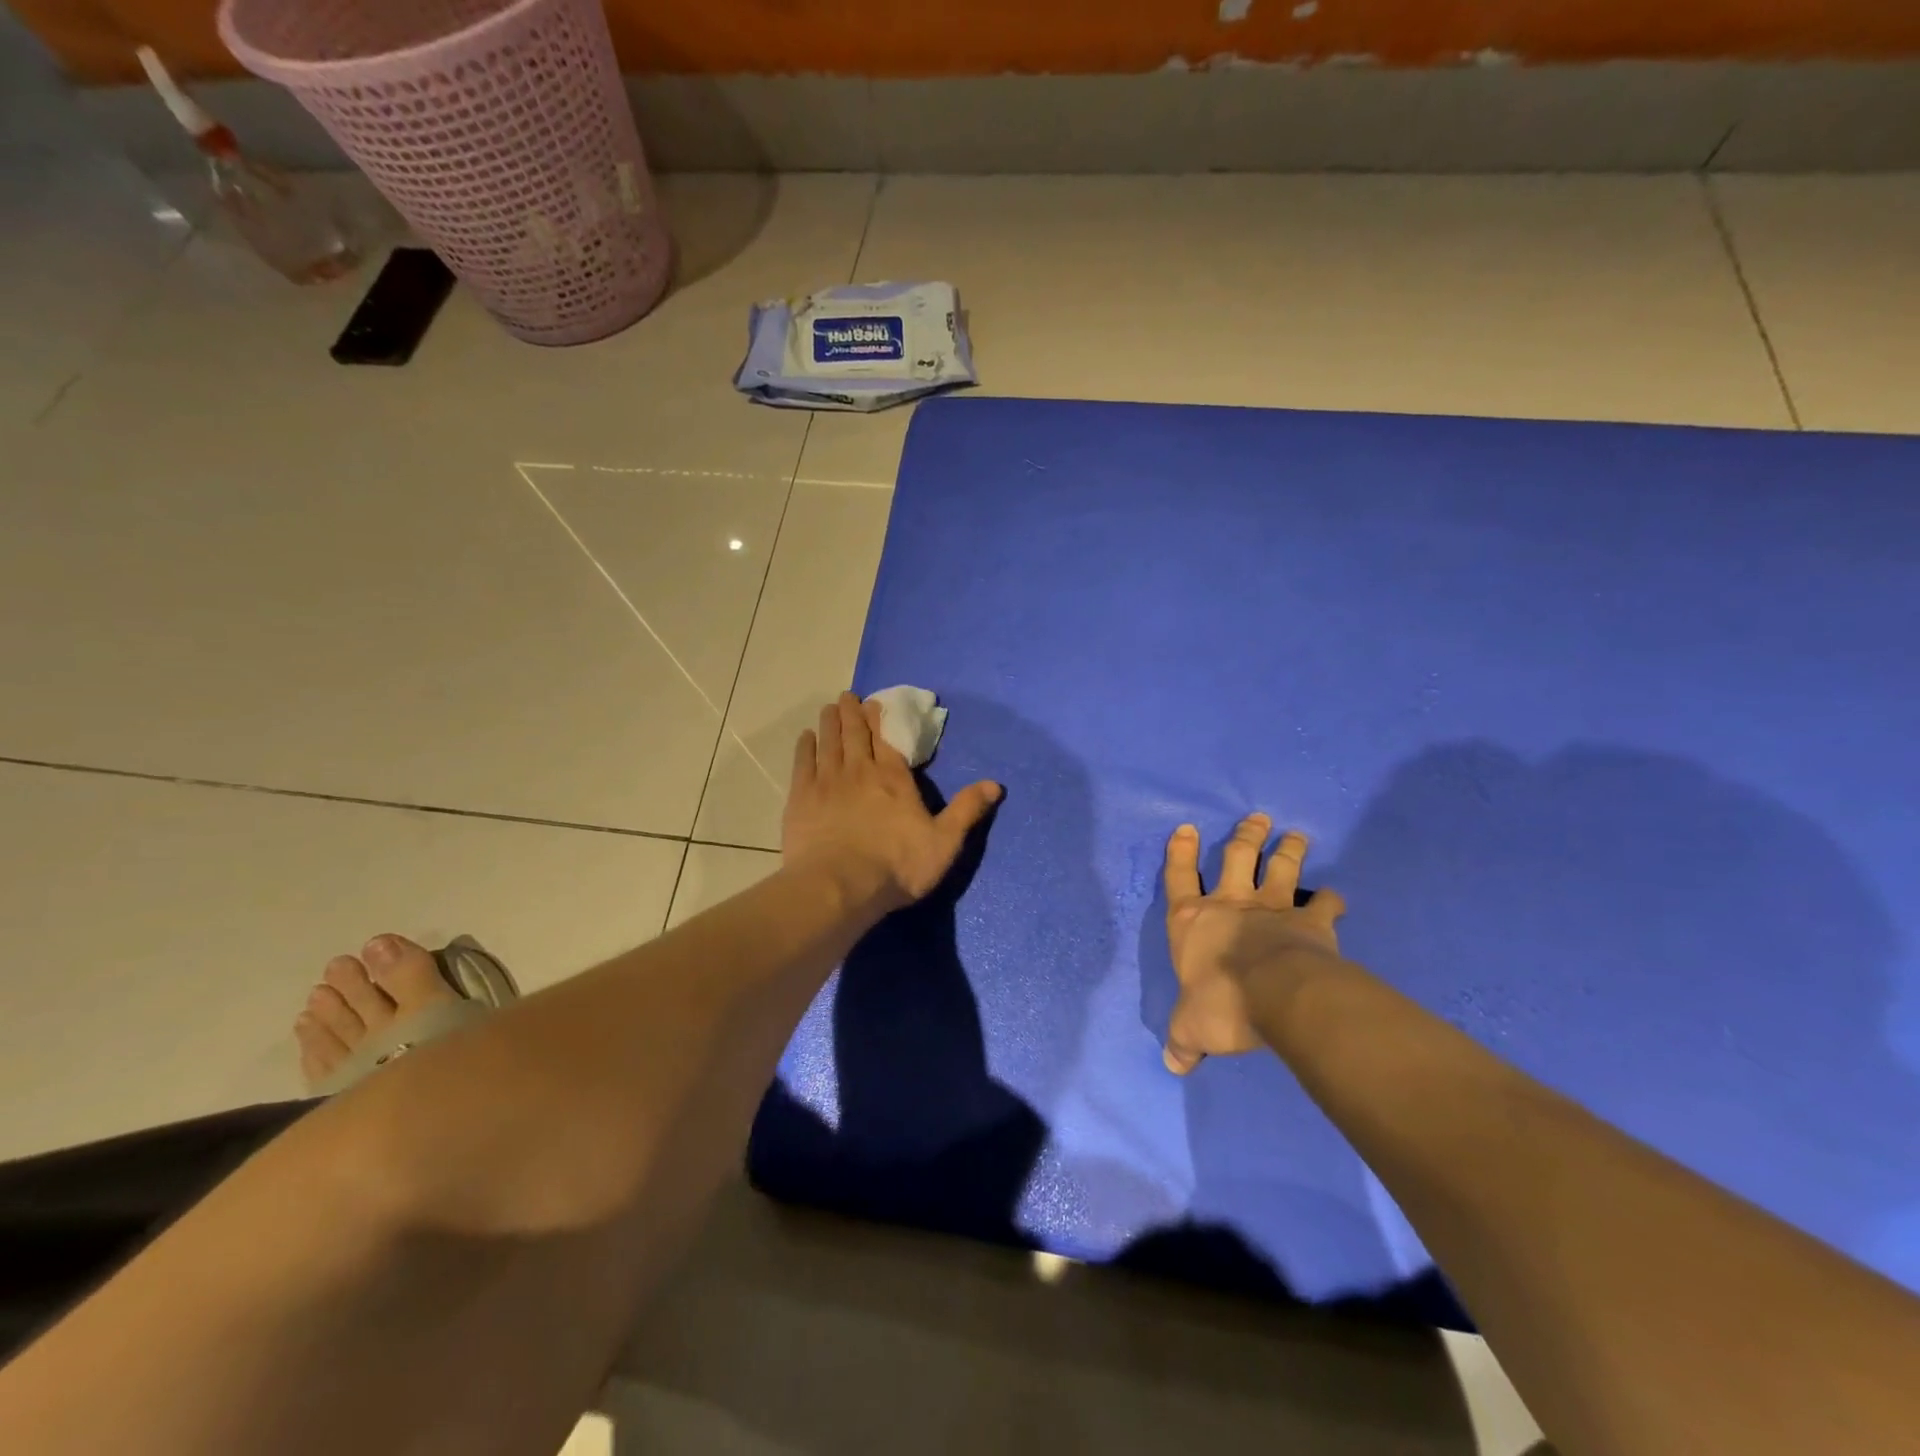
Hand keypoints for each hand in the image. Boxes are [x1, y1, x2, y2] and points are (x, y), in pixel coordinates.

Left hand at [784, 693, 1002, 911]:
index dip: (880, 718)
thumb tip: (995, 784)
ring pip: (828, 742)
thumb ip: (966, 811)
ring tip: (829, 708)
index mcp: (893, 778)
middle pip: (855, 734)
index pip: (886, 739)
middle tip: (848, 696)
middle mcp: (859, 771)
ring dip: (830, 723)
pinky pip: (803, 763)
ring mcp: (827, 783)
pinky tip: (805, 738)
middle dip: (853, 713)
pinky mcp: (801, 799)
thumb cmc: (896, 866)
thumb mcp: (944, 843)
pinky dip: (805, 747)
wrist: (838, 886)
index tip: (874, 702)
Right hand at [1161, 812, 1347, 1074]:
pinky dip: (1331, 899)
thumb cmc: (1222, 1003)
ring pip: (1279, 869)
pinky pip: (1323, 905)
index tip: (1188, 827)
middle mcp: (1229, 904)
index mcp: (1192, 920)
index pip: (1178, 877)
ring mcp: (1271, 908)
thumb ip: (1182, 1041)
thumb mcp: (1191, 1028)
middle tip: (1257, 817)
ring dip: (1288, 850)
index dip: (1181, 852)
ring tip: (1297, 835)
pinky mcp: (1308, 922)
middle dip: (1245, 836)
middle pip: (1236, 858)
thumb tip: (1173, 1065)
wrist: (1277, 995)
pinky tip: (1337, 897)